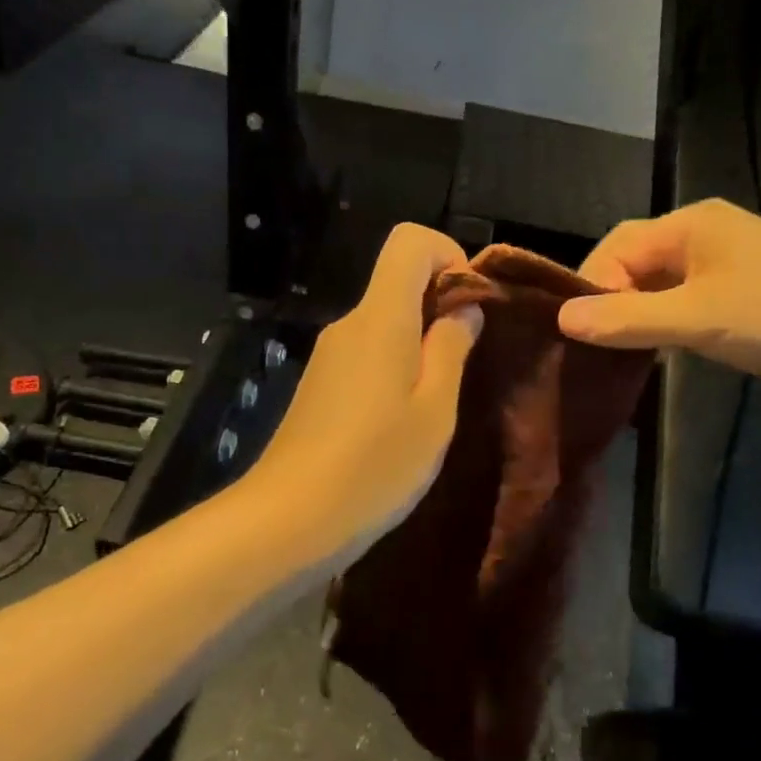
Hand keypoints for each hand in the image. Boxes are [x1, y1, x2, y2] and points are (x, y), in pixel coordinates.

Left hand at [248, 223, 483, 565]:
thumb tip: (463, 309)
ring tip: (438, 403)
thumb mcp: (434, 410)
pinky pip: (366, 354)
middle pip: (397, 282)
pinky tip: (402, 421)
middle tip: (467, 364)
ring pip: (384, 323)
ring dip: (419, 344)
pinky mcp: (319, 386)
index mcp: (380, 318)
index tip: (471, 303)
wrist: (289, 520)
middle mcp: (348, 325)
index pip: (409, 240)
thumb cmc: (375, 465)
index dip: (448, 254)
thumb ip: (451, 349)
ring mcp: (329, 356)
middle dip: (440, 307)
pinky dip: (394, 367)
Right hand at [557, 199, 760, 398]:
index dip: (591, 284)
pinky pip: (682, 309)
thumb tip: (563, 319)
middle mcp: (702, 239)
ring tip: (609, 355)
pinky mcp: (737, 301)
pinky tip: (649, 356)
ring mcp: (722, 270)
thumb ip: (628, 318)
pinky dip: (661, 329)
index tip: (576, 330)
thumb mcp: (697, 317)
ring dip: (634, 318)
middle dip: (609, 301)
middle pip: (635, 265)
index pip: (618, 245)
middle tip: (588, 346)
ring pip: (657, 290)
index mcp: (690, 225)